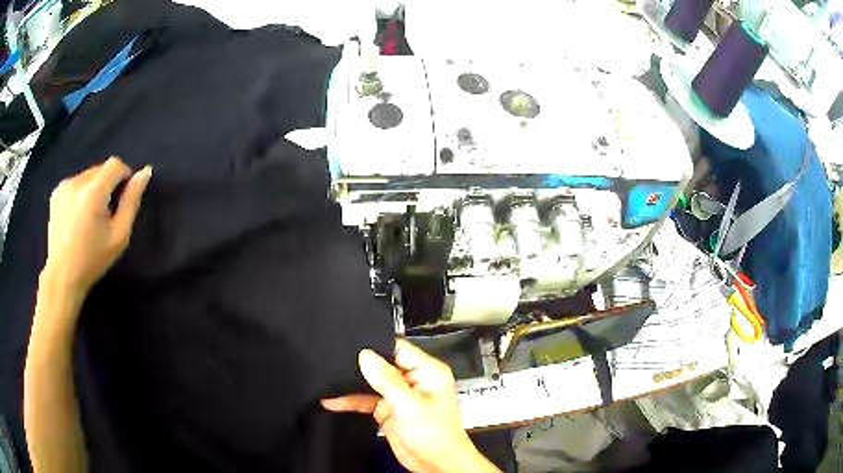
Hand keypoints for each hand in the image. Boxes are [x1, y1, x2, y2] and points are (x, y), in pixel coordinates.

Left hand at [43, 157, 150, 297]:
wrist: (62, 277)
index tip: (123, 197)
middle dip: (107, 184)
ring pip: (88, 175)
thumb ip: (131, 202)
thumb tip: (145, 171)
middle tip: (106, 212)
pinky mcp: (56, 192)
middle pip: (101, 169)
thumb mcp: (119, 236)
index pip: (115, 165)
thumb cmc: (92, 260)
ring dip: (94, 188)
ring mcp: (64, 186)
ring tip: (90, 215)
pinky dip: (82, 192)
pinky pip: (76, 182)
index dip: (124, 176)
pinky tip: (77, 215)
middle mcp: (77, 182)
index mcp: (93, 193)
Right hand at [321, 340, 497, 472]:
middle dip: (360, 365)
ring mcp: (400, 395)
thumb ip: (387, 380)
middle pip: (382, 364)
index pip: (398, 349)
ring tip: (329, 382)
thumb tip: (367, 356)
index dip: (376, 347)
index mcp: (427, 372)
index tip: (354, 347)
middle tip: (335, 364)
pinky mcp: (389, 409)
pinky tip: (334, 400)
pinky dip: (351, 400)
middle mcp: (413, 380)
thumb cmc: (437, 436)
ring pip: (371, 382)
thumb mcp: (410, 406)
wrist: (435, 464)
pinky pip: (366, 399)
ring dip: (352, 384)